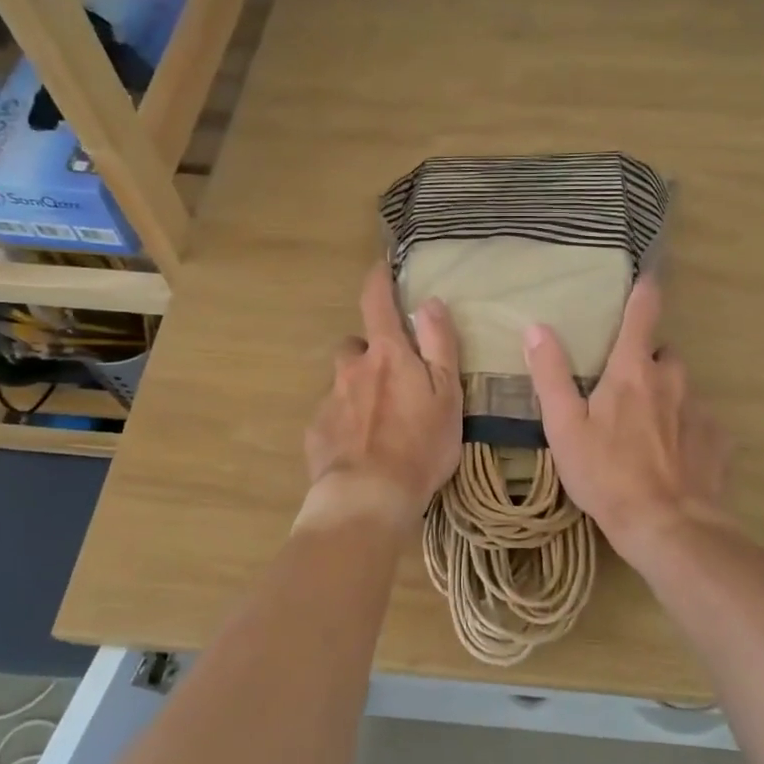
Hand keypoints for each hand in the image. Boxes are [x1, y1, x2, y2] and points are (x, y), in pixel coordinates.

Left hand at [303, 264, 462, 524]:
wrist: (370, 497)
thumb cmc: (420, 444)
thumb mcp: (447, 393)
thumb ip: (440, 345)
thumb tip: (429, 301)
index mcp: (387, 355)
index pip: (376, 302)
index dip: (378, 280)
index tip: (381, 267)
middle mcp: (352, 369)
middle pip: (354, 346)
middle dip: (369, 352)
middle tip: (392, 377)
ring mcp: (330, 400)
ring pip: (343, 383)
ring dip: (357, 389)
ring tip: (379, 420)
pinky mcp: (316, 432)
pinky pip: (332, 416)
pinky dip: (346, 423)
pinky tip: (362, 448)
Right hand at [522, 275, 730, 557]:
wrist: (667, 525)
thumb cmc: (607, 474)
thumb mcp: (565, 427)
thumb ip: (550, 375)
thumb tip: (537, 328)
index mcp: (633, 371)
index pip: (642, 315)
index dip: (644, 292)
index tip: (648, 277)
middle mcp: (672, 380)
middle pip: (663, 355)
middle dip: (647, 363)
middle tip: (624, 391)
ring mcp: (700, 410)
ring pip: (682, 390)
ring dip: (666, 398)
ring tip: (646, 432)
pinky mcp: (717, 441)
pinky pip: (700, 424)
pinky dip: (687, 430)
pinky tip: (673, 457)